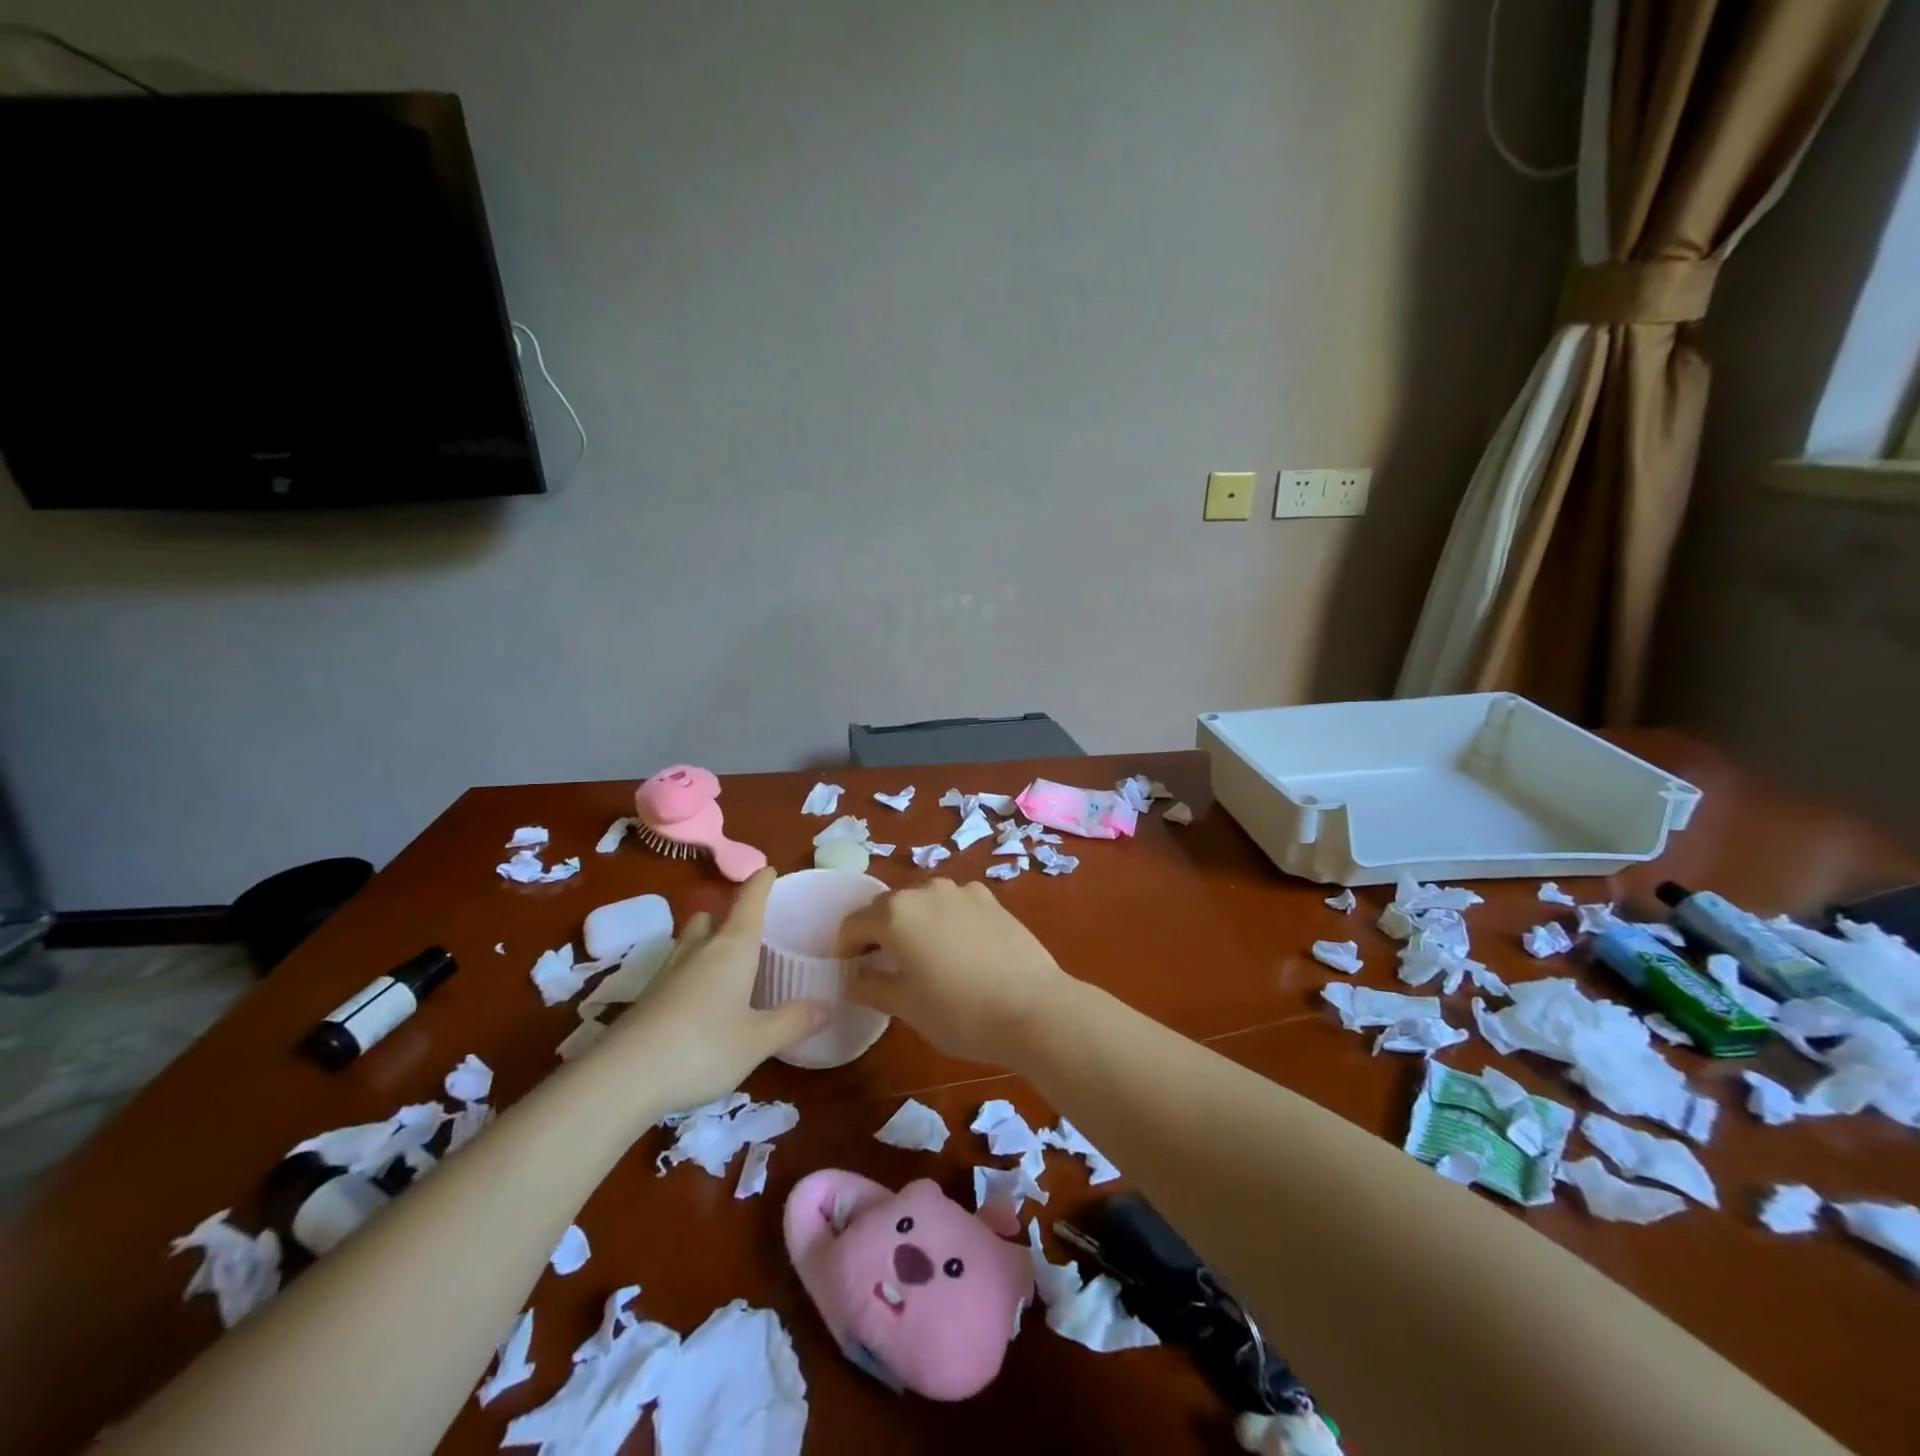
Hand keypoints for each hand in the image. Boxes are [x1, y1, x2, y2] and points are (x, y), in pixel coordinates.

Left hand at [613, 868, 827, 1110]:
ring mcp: (667, 973)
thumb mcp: (758, 1040)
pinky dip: (690, 975)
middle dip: (726, 917)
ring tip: (725, 967)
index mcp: (732, 947)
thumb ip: (793, 1021)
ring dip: (705, 944)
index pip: (749, 901)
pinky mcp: (646, 1000)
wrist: (622, 1078)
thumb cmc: (703, 1047)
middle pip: (710, 917)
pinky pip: (675, 972)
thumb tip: (826, 1006)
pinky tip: (699, 1004)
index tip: (769, 869)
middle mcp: (699, 950)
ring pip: (688, 943)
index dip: (761, 883)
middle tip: (746, 933)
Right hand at [836, 878, 1075, 1065]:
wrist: (1034, 1007)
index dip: (845, 948)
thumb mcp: (906, 1006)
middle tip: (882, 966)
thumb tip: (853, 980)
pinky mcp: (991, 899)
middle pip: (888, 908)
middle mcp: (926, 891)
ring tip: (923, 957)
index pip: (854, 923)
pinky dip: (946, 921)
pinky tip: (960, 950)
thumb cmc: (959, 1012)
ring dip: (914, 924)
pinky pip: (955, 905)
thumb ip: (872, 986)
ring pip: (924, 903)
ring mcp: (962, 891)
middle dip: (879, 933)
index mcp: (896, 913)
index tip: (850, 971)